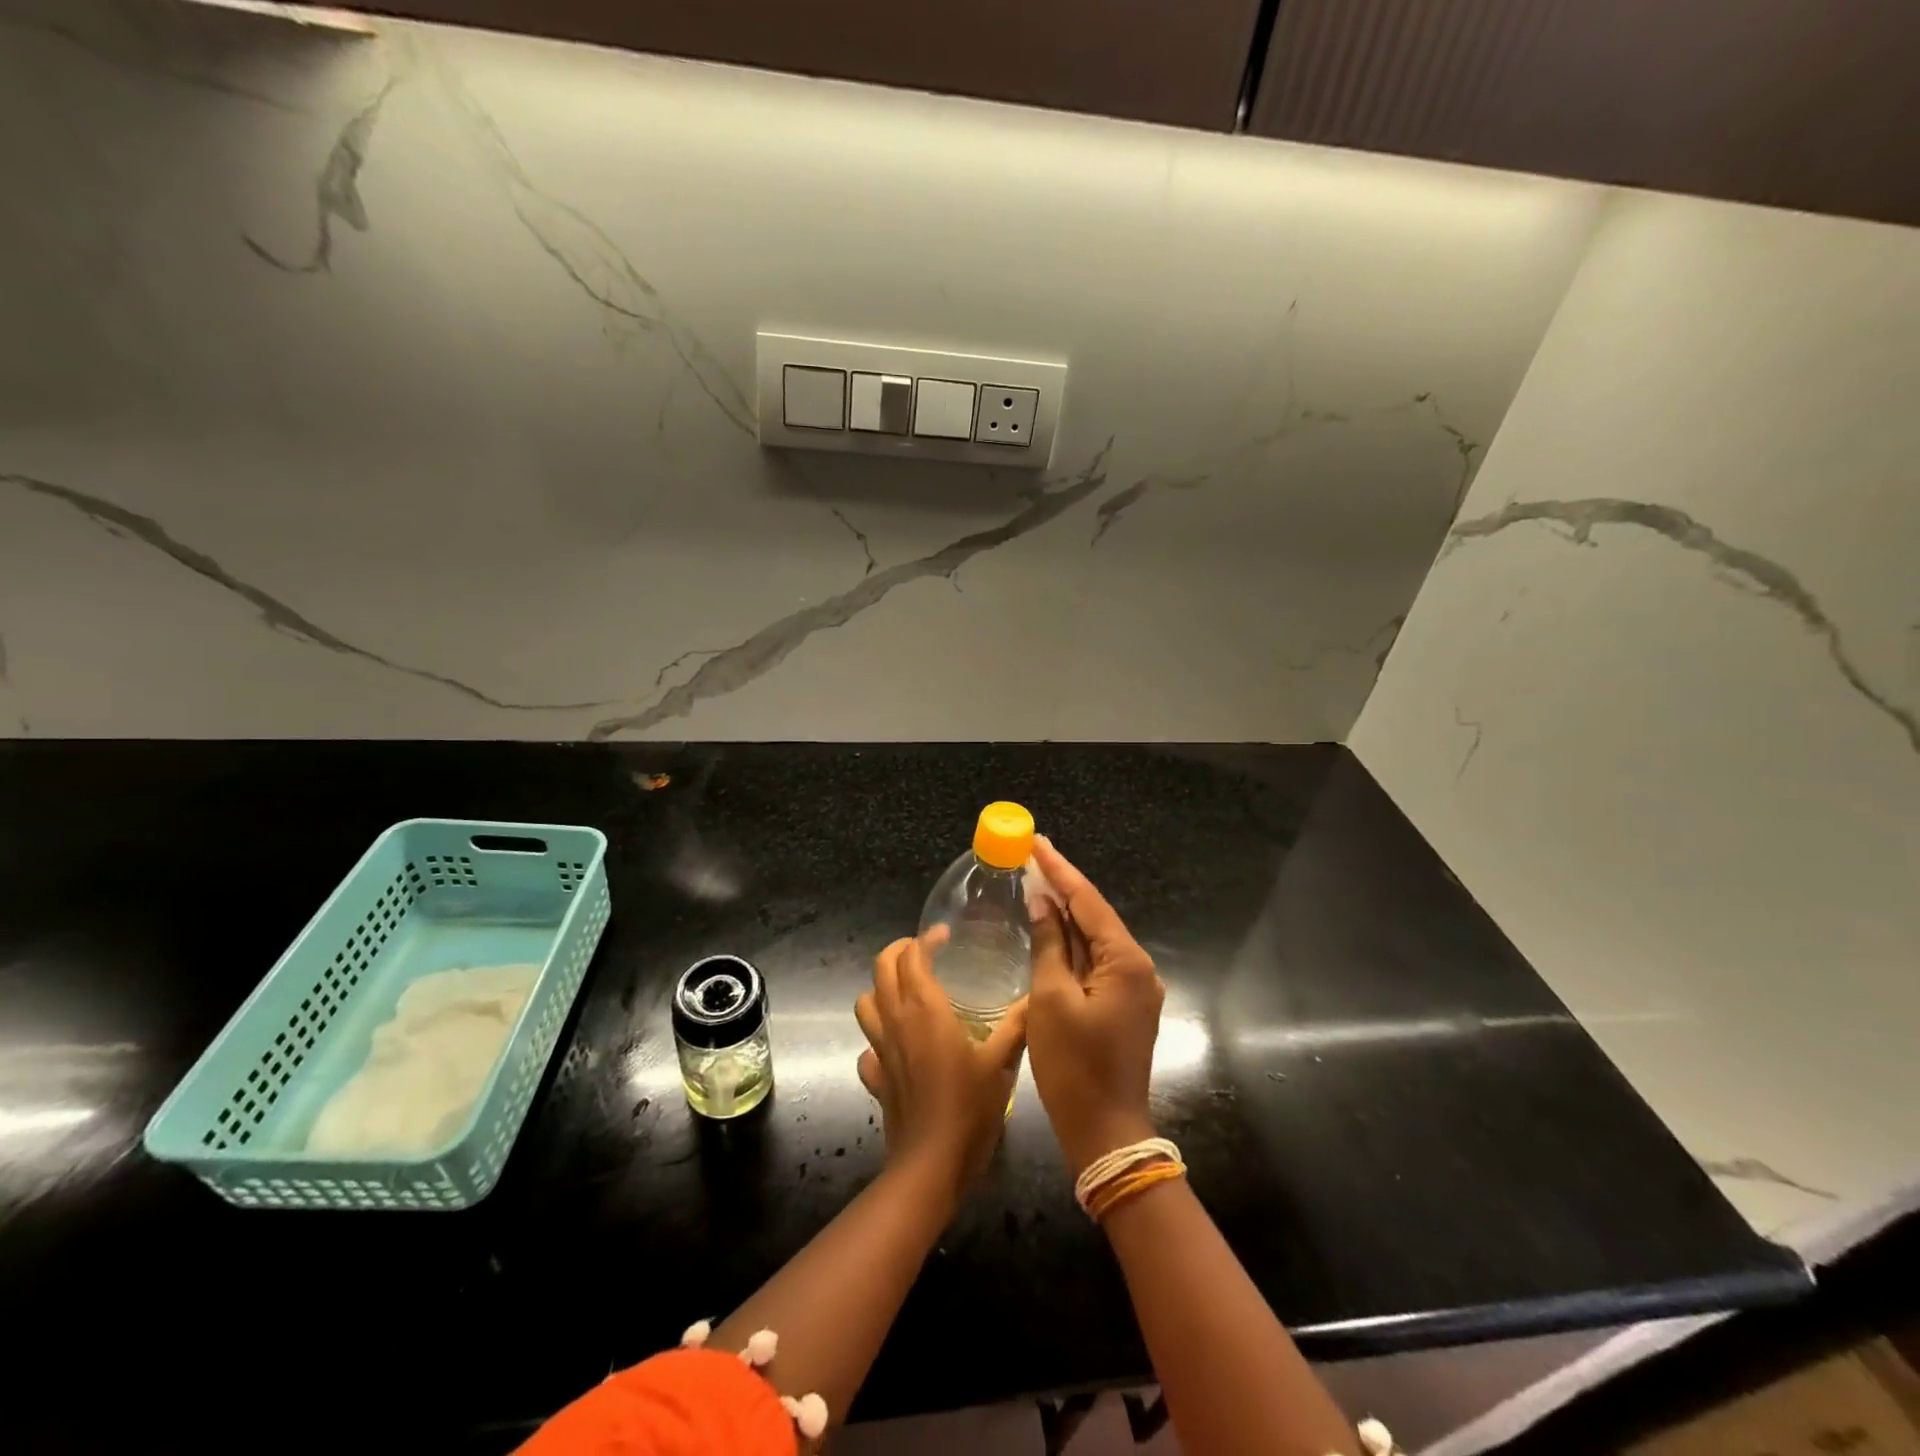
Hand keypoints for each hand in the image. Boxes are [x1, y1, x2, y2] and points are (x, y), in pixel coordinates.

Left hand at [855, 929, 1027, 1197]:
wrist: (931, 1165)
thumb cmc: (968, 1108)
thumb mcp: (1001, 1063)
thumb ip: (1017, 1026)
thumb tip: (1036, 997)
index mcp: (925, 1009)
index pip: (913, 956)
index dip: (926, 939)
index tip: (945, 935)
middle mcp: (896, 1020)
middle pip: (881, 968)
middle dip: (898, 951)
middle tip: (923, 951)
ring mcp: (880, 1049)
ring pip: (866, 1003)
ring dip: (881, 989)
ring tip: (906, 991)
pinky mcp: (875, 1077)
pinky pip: (867, 1048)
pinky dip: (877, 1039)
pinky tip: (897, 1048)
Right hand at [1027, 836, 1165, 1174]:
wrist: (1105, 1133)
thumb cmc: (1074, 1066)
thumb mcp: (1051, 999)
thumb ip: (1049, 945)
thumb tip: (1043, 904)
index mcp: (1125, 961)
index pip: (1088, 901)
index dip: (1059, 869)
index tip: (1037, 841)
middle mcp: (1138, 968)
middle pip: (1095, 916)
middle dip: (1063, 887)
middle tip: (1032, 856)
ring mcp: (1134, 988)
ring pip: (1094, 940)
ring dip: (1066, 915)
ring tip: (1036, 883)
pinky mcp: (1124, 1005)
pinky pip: (1095, 963)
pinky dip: (1071, 945)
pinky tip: (1050, 929)